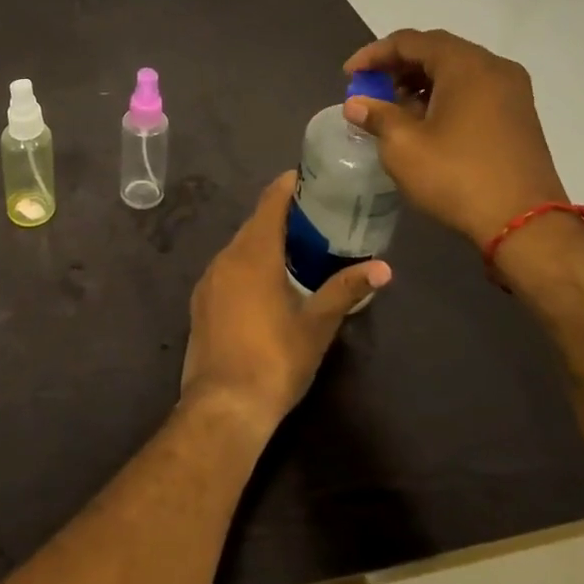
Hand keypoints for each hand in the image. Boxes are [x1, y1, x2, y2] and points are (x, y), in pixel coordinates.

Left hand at [181, 172, 389, 436]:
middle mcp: (226, 257)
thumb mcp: (317, 325)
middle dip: (278, 215)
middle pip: (253, 224)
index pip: (270, 204)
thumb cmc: (275, 360)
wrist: (223, 405)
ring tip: (293, 247)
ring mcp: (208, 280)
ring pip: (238, 247)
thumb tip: (383, 268)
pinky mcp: (200, 302)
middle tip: (311, 216)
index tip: (305, 178)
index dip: (286, 187)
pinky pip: (227, 269)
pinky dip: (246, 264)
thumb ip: (345, 290)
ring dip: (262, 241)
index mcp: (254, 254)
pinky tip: (264, 282)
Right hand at [342, 28, 569, 249]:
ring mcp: (512, 92)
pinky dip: (443, 95)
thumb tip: (356, 104)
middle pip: (436, 51)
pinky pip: (473, 89)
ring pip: (456, 71)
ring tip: (392, 107)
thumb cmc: (458, 176)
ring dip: (420, 81)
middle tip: (370, 87)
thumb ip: (377, 116)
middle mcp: (494, 68)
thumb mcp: (404, 146)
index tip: (349, 76)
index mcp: (466, 65)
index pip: (410, 41)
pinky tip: (424, 121)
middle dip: (397, 66)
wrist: (525, 225)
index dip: (374, 54)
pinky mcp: (519, 116)